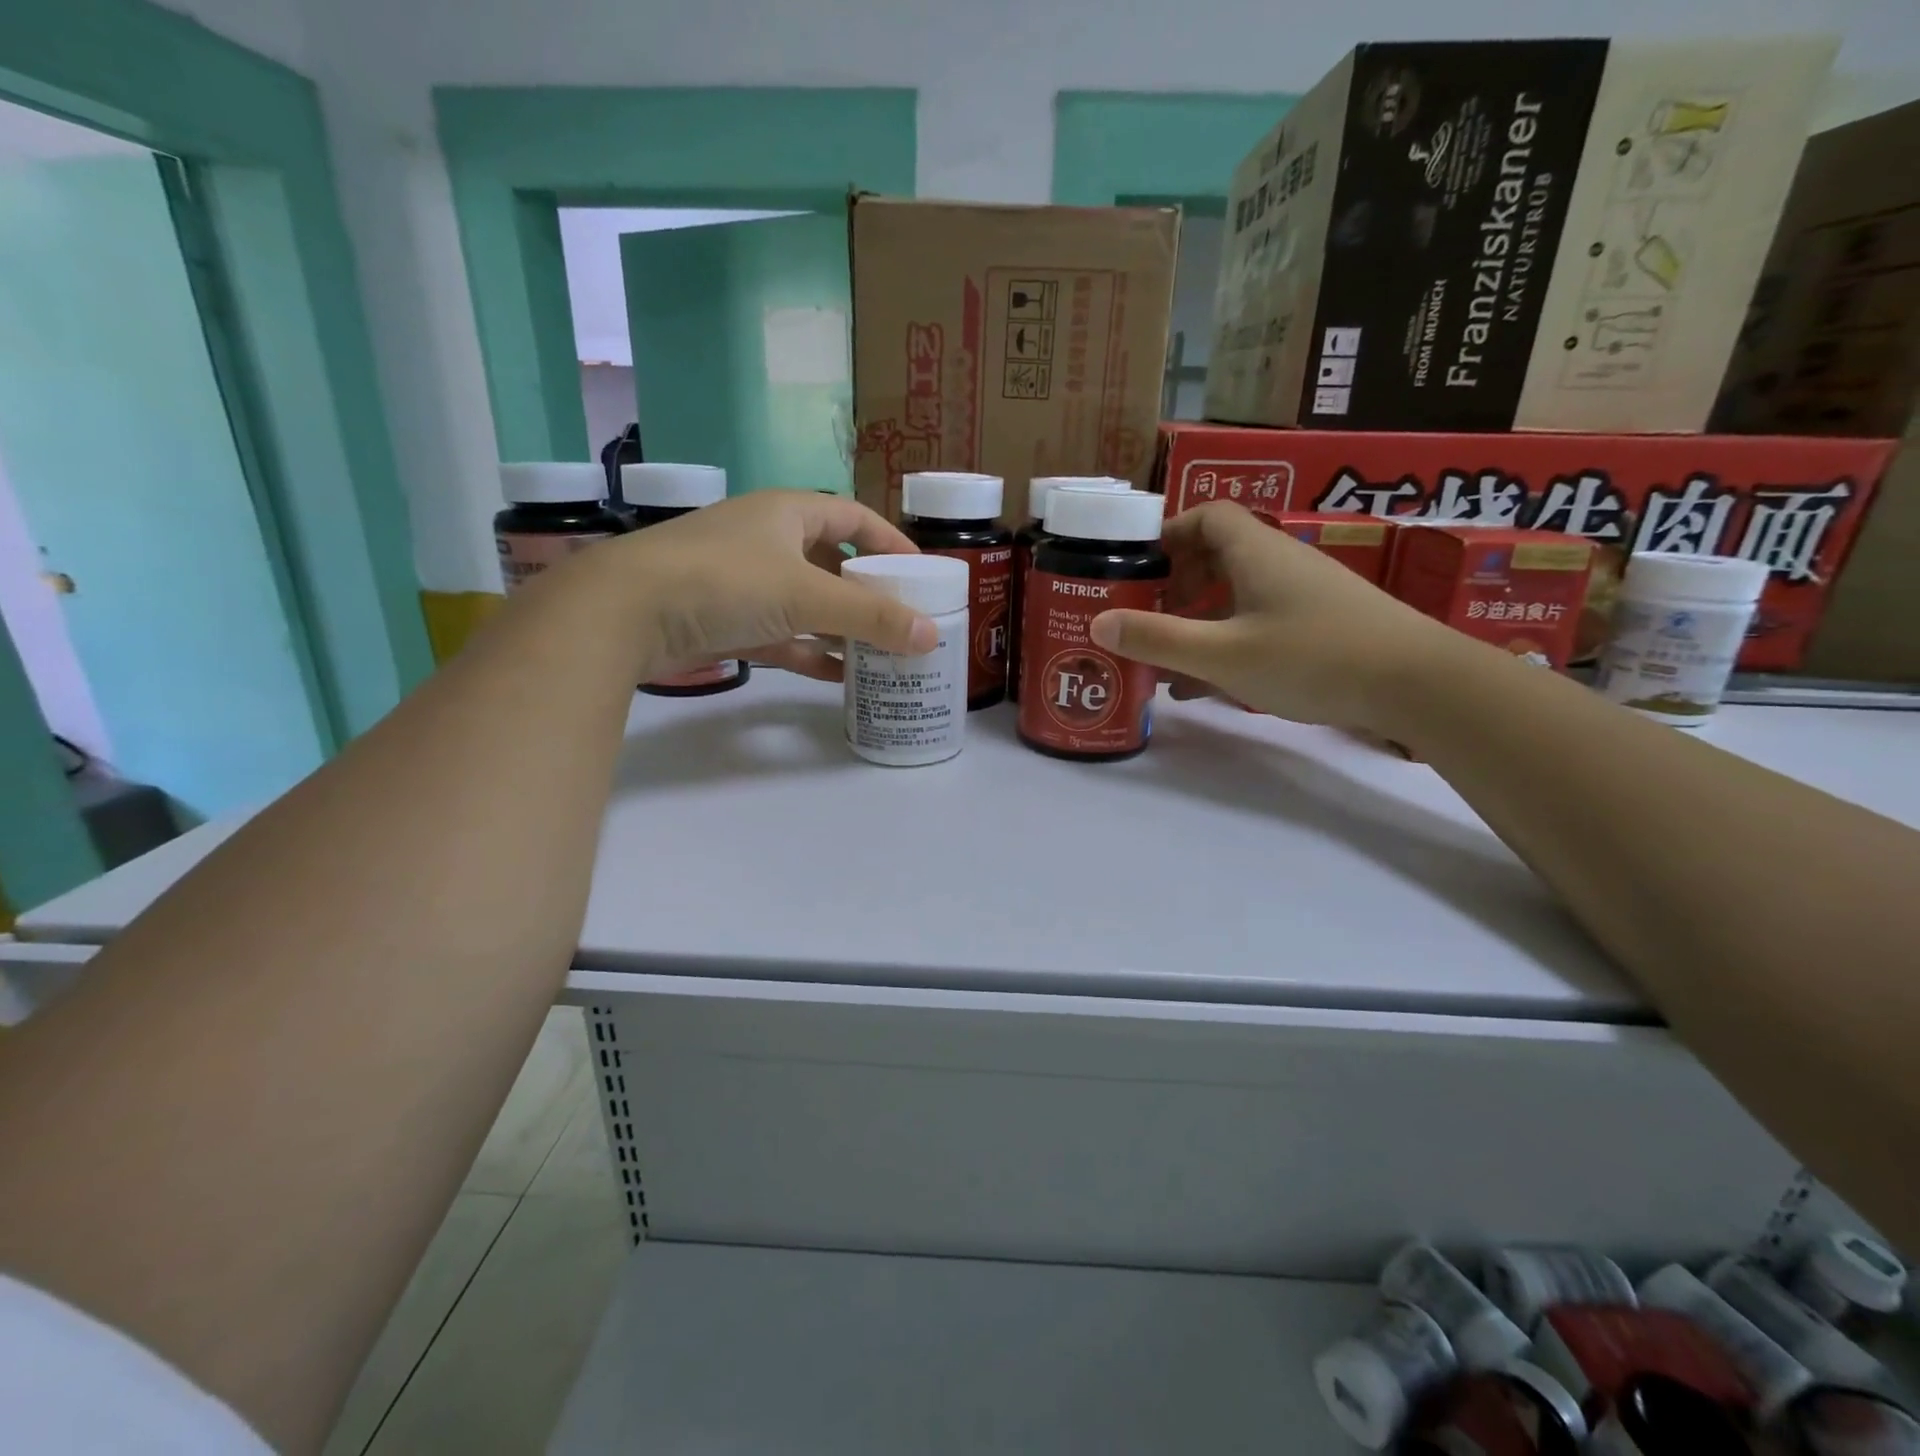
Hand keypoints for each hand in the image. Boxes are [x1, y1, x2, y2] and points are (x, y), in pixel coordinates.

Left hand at [597, 490, 937, 679]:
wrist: (625, 612)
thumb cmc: (725, 581)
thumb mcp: (807, 595)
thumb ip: (871, 617)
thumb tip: (932, 636)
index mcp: (788, 513)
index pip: (854, 517)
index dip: (890, 541)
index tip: (921, 574)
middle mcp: (768, 541)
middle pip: (833, 564)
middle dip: (868, 594)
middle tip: (905, 622)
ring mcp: (744, 584)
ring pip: (808, 605)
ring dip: (841, 629)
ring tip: (882, 655)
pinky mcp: (727, 622)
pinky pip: (783, 637)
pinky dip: (810, 654)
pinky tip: (840, 678)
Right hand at [1087, 501, 1458, 729]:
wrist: (1419, 683)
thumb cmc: (1313, 656)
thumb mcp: (1223, 654)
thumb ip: (1158, 639)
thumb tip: (1097, 622)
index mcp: (1255, 552)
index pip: (1205, 516)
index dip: (1168, 535)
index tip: (1138, 567)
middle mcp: (1280, 563)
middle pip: (1218, 555)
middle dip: (1176, 585)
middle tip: (1147, 618)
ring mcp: (1305, 594)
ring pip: (1237, 595)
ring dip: (1199, 621)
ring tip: (1167, 661)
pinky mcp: (1322, 624)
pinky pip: (1259, 622)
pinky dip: (1228, 642)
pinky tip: (1210, 685)